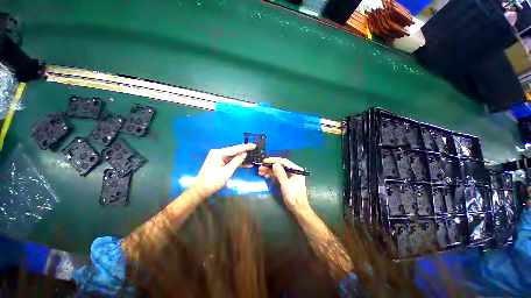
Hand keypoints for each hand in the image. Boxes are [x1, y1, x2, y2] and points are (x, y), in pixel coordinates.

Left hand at [192, 143, 255, 197]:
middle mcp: (217, 153)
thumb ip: (236, 162)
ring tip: (252, 156)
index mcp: (218, 153)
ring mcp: (216, 158)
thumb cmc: (213, 181)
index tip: (254, 145)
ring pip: (231, 156)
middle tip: (254, 150)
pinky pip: (228, 160)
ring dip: (240, 157)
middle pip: (233, 151)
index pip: (234, 149)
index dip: (245, 147)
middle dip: (243, 151)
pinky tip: (244, 163)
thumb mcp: (227, 172)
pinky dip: (235, 162)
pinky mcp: (217, 163)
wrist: (201, 189)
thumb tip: (244, 154)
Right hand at [258, 157, 310, 213]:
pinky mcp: (287, 181)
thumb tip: (274, 164)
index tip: (264, 161)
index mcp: (296, 170)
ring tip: (260, 172)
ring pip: (278, 170)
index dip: (274, 160)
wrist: (298, 207)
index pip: (284, 162)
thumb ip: (280, 174)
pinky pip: (279, 175)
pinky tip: (265, 176)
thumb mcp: (286, 185)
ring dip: (269, 170)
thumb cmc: (294, 196)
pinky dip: (272, 175)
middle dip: (270, 166)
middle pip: (281, 166)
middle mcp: (294, 171)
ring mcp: (290, 176)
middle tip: (260, 167)